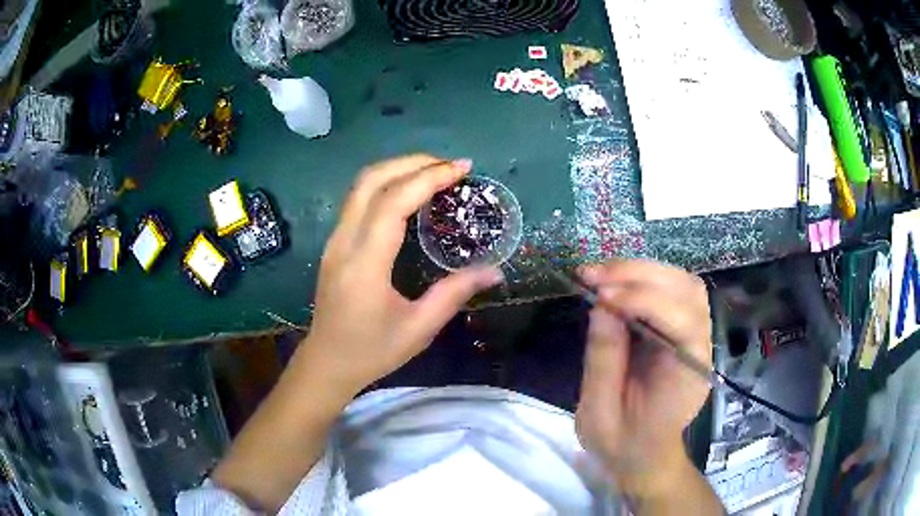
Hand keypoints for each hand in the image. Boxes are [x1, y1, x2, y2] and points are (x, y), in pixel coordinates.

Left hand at [297, 154, 503, 396]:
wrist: (326, 363)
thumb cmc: (372, 351)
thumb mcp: (419, 329)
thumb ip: (454, 294)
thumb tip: (494, 270)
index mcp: (365, 264)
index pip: (393, 203)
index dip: (429, 178)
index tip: (462, 169)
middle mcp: (344, 242)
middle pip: (371, 180)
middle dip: (413, 163)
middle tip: (451, 166)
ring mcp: (334, 240)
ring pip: (361, 185)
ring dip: (398, 169)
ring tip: (434, 172)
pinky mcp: (334, 243)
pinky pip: (358, 199)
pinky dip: (386, 184)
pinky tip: (409, 193)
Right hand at [575, 260, 711, 496]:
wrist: (643, 454)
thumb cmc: (622, 442)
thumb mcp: (599, 414)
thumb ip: (603, 361)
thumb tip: (601, 305)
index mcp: (687, 377)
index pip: (682, 322)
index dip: (644, 301)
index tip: (600, 296)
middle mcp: (701, 348)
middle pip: (687, 291)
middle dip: (640, 275)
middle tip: (592, 275)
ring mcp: (697, 335)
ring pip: (683, 283)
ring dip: (642, 271)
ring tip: (600, 275)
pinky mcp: (684, 329)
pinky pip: (673, 291)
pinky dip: (644, 279)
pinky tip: (616, 284)